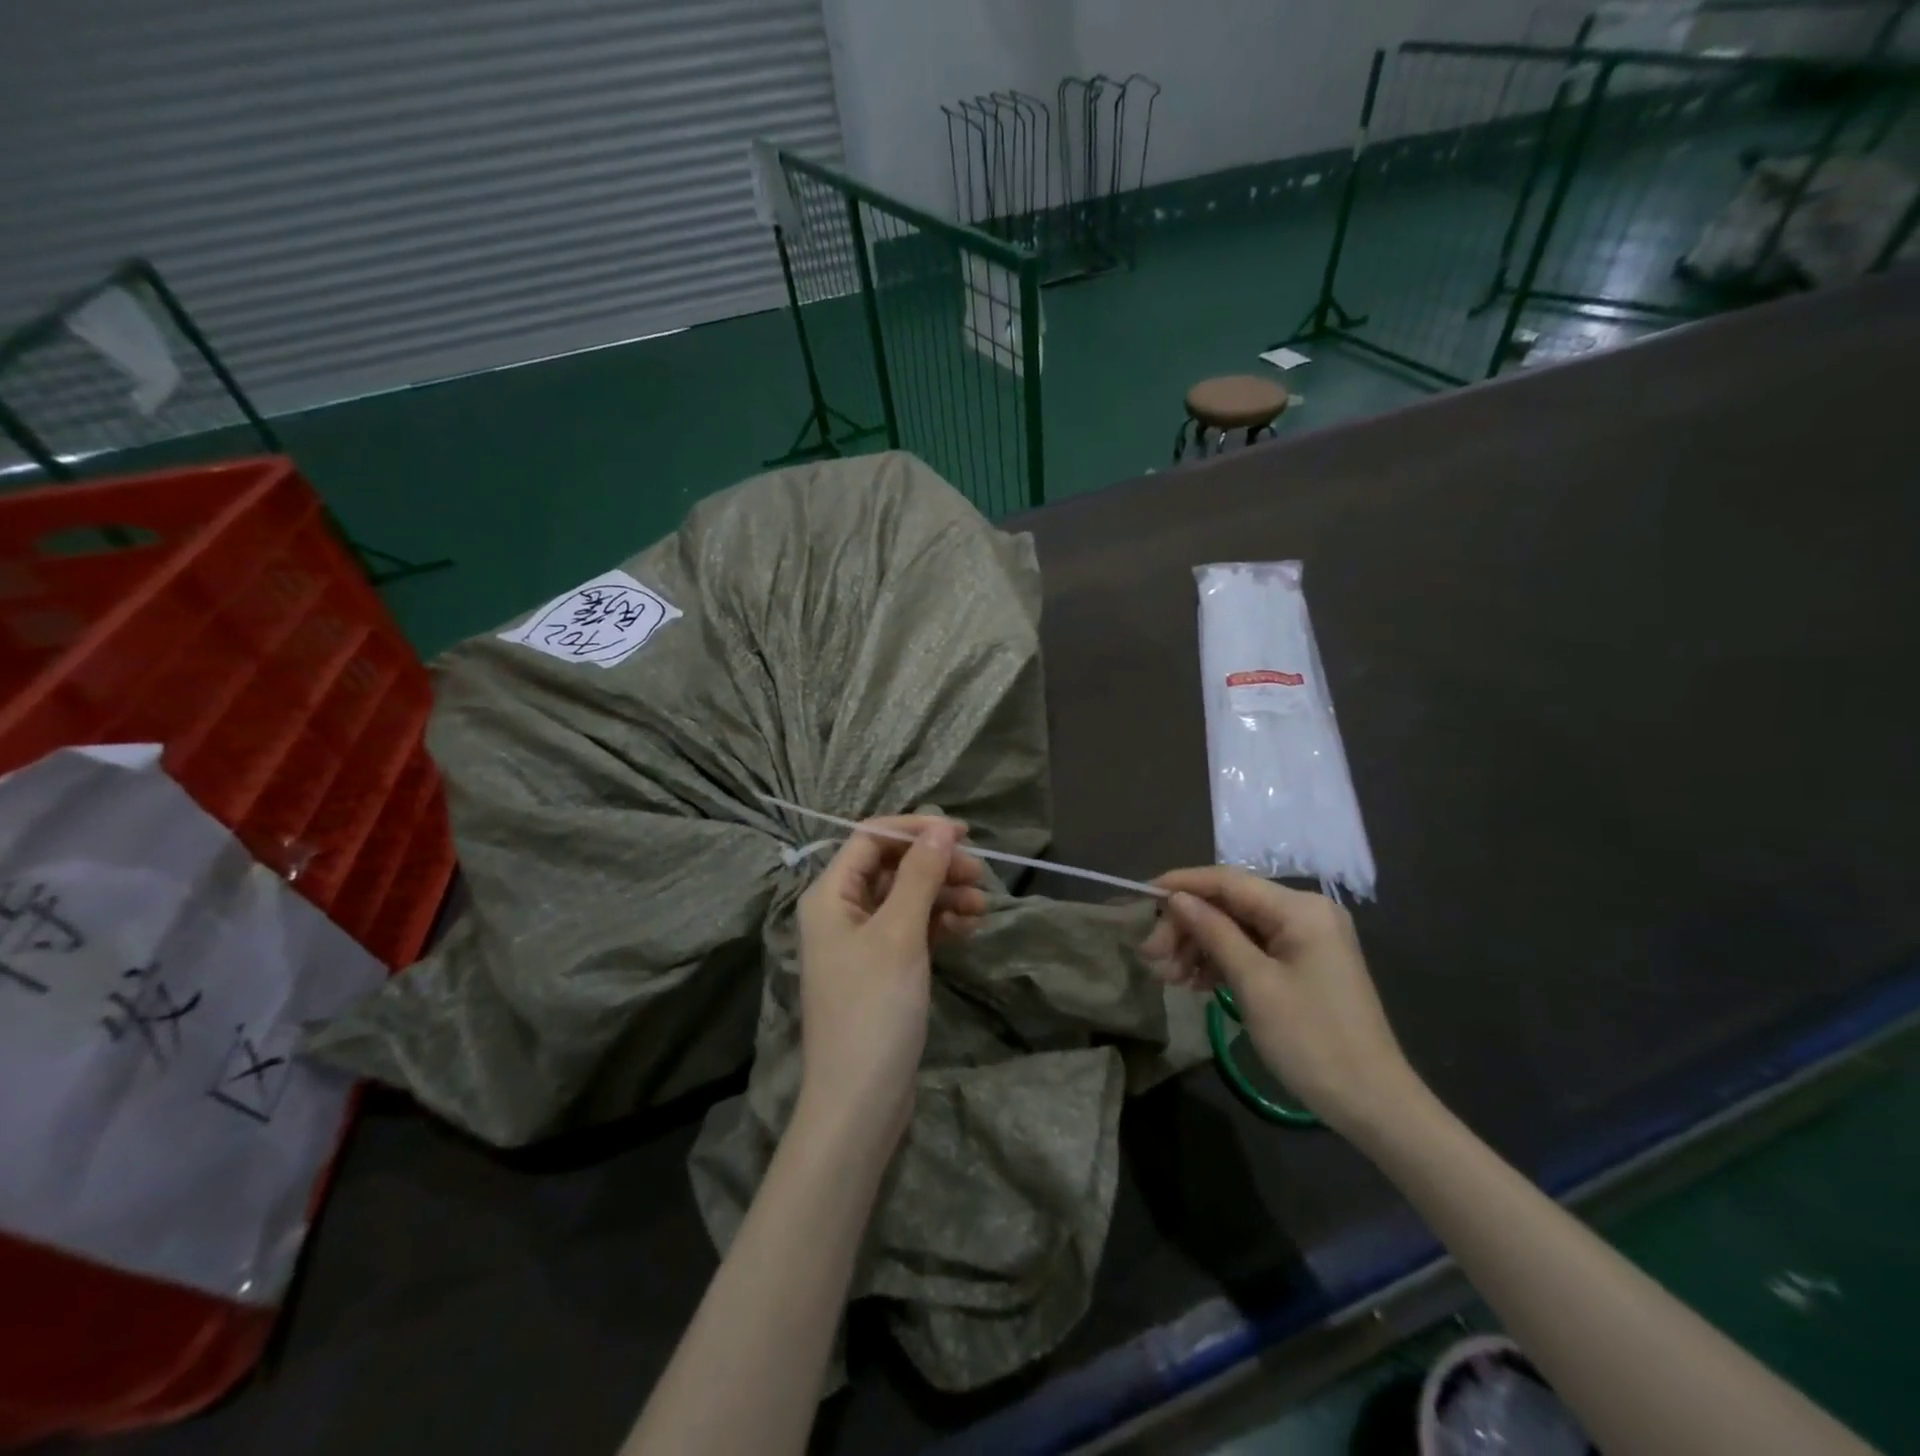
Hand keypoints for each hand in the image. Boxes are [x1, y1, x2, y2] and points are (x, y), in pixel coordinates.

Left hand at [794, 817, 986, 1155]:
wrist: (860, 1101)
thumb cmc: (874, 1009)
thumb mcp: (899, 934)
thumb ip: (920, 875)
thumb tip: (941, 826)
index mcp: (830, 895)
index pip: (871, 838)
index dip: (915, 830)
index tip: (962, 834)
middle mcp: (841, 911)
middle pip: (893, 867)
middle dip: (935, 865)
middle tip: (979, 874)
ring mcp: (862, 941)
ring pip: (907, 897)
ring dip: (943, 894)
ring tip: (982, 906)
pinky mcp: (883, 967)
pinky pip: (913, 927)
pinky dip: (940, 922)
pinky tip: (968, 927)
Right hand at [1141, 867, 1423, 1136]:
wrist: (1373, 1104)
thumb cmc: (1311, 1040)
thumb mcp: (1254, 983)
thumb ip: (1213, 933)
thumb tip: (1177, 898)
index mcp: (1300, 909)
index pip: (1228, 881)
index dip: (1182, 885)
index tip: (1141, 897)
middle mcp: (1305, 913)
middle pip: (1230, 905)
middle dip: (1188, 926)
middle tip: (1152, 957)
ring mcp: (1307, 940)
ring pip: (1237, 928)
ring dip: (1200, 947)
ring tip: (1169, 977)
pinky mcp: (1304, 965)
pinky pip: (1253, 949)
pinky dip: (1222, 961)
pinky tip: (1196, 983)